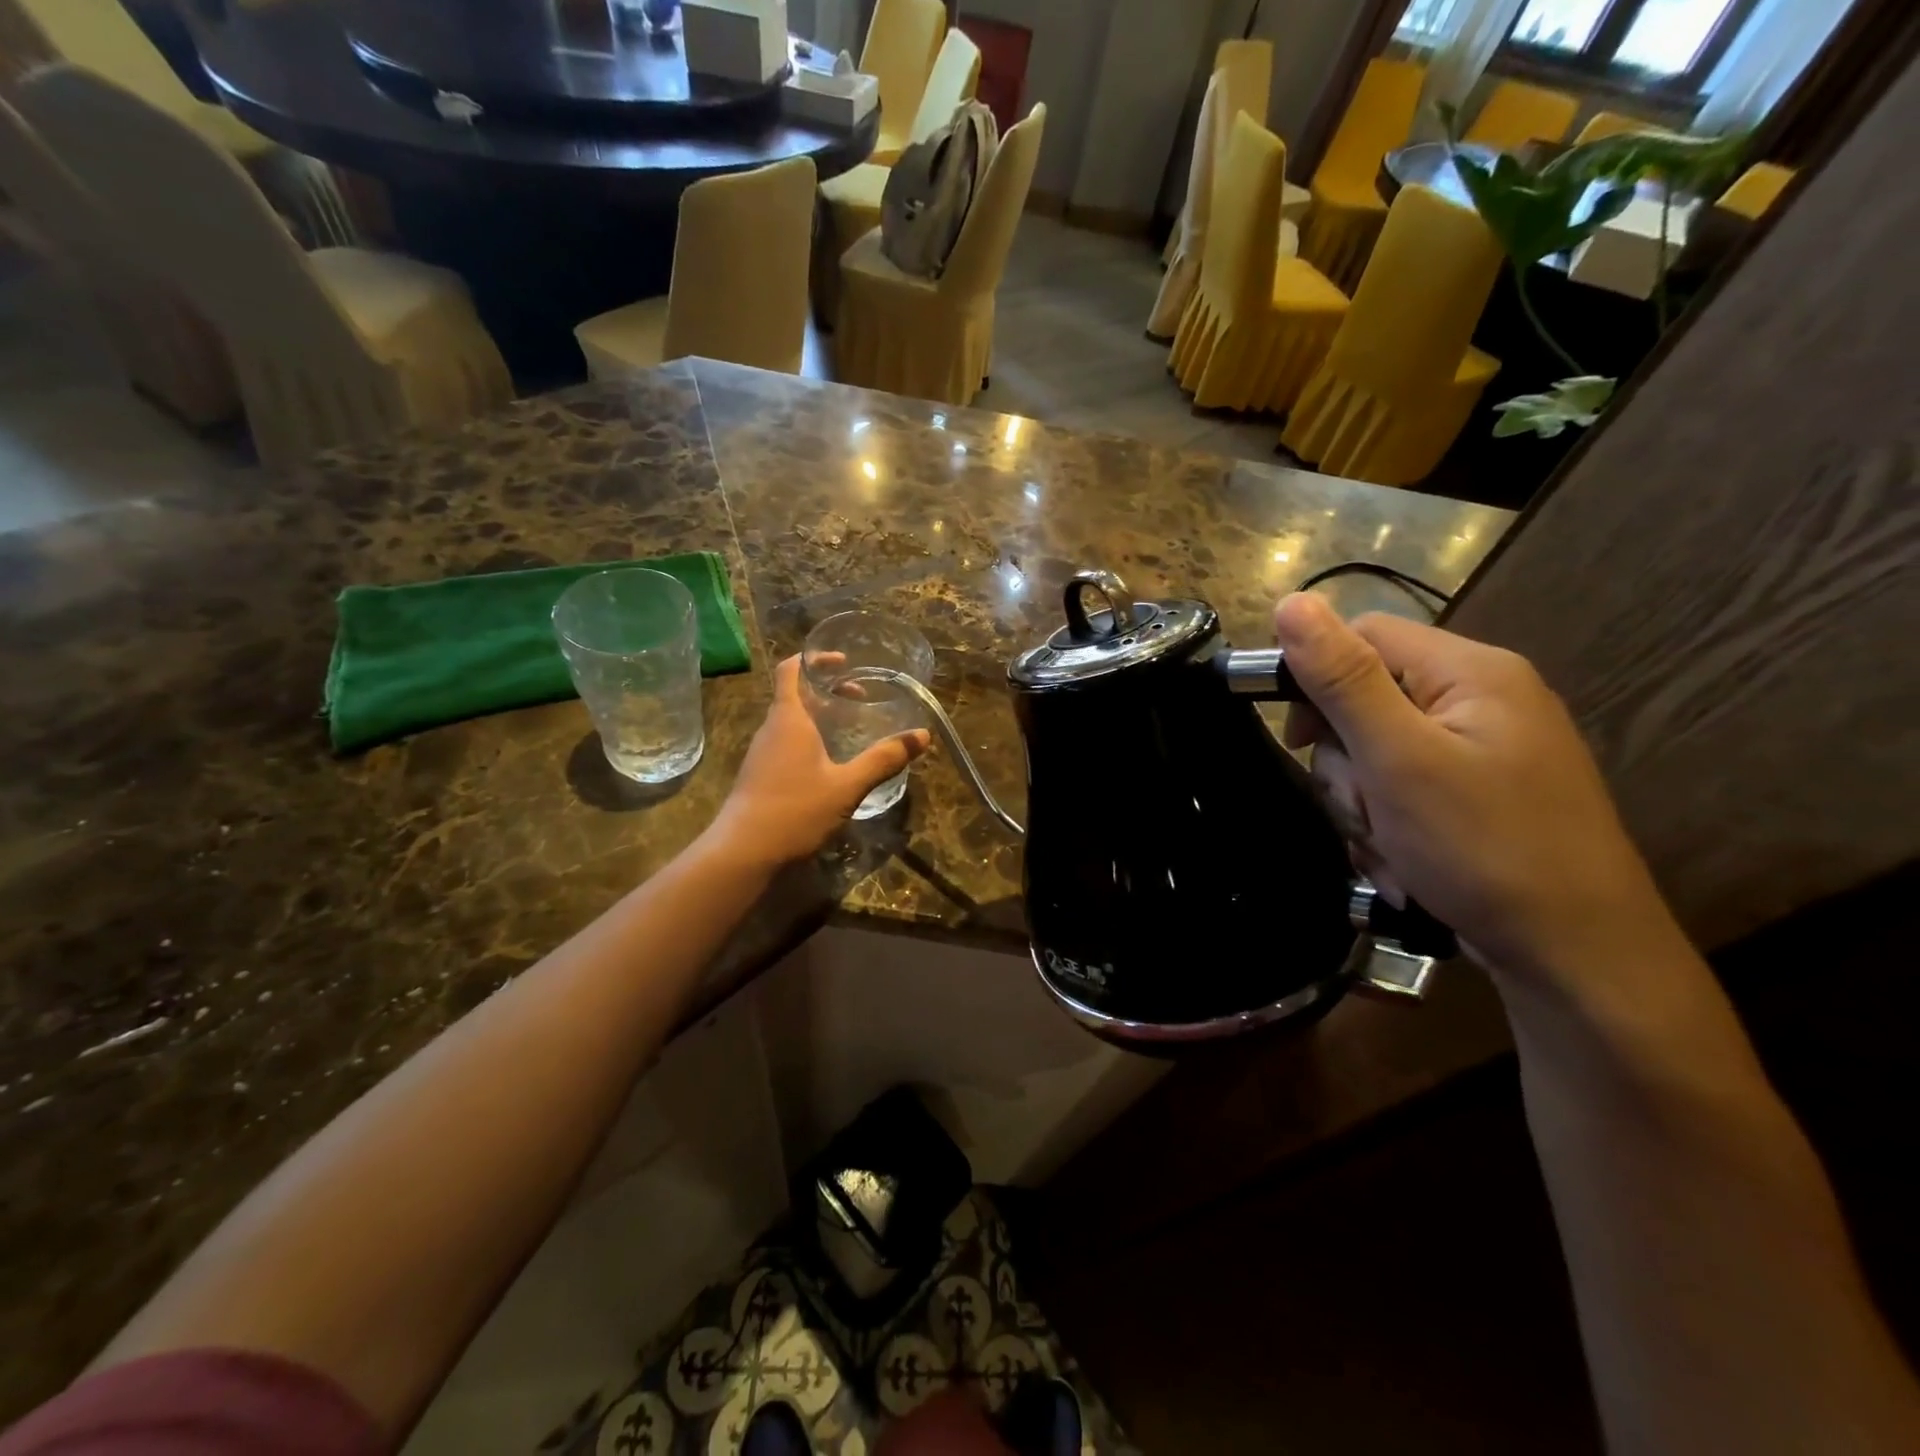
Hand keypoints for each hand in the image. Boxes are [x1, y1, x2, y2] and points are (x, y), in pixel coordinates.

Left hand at [707, 655, 930, 866]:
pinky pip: (786, 743)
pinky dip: (809, 739)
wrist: (743, 852)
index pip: (792, 670)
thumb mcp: (847, 786)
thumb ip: (883, 759)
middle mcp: (772, 729)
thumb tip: (922, 736)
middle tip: (860, 697)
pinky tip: (829, 762)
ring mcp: (762, 753)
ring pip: (791, 721)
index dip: (815, 659)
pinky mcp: (760, 775)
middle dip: (827, 689)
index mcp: (790, 719)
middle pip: (795, 694)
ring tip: (849, 726)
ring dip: (818, 716)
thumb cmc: (795, 810)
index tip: (843, 662)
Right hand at [1273, 593, 1680, 983]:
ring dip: (1365, 804)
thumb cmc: (1483, 847)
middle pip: (1368, 700)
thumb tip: (1291, 602)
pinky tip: (1405, 864)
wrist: (1577, 958)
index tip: (1296, 741)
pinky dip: (1390, 826)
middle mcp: (1483, 700)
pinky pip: (1406, 789)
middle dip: (1347, 763)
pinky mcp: (1481, 795)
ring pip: (1378, 753)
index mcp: (1471, 672)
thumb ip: (1344, 678)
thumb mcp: (1399, 758)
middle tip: (1364, 809)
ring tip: (1389, 849)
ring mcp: (1486, 751)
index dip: (1315, 680)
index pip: (1364, 637)